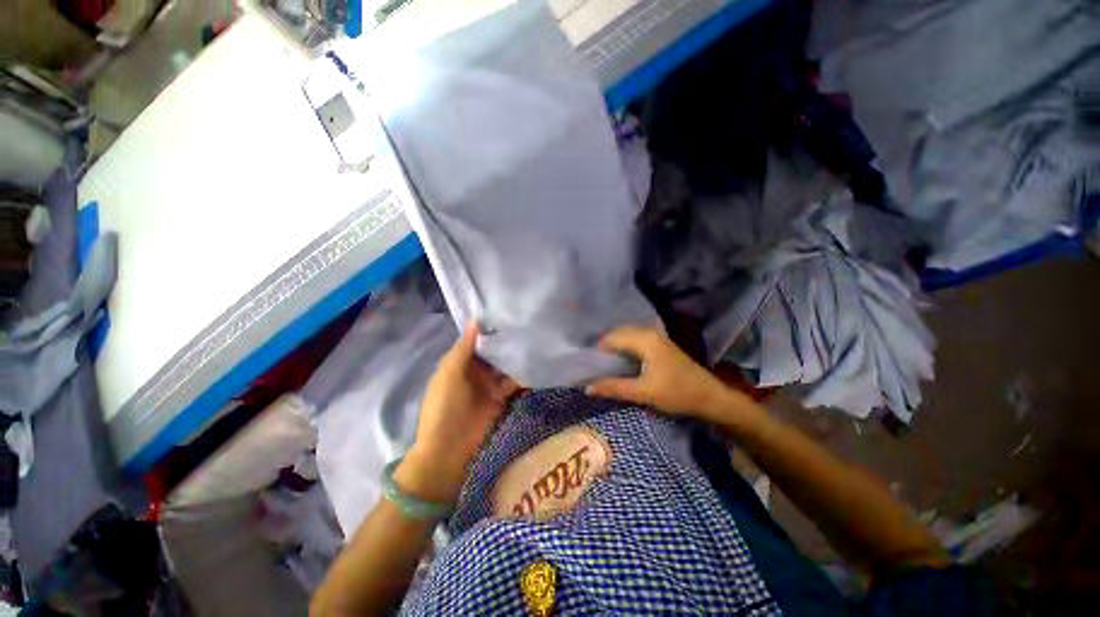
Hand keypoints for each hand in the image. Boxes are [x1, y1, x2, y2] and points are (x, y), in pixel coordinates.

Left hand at [398, 322, 519, 503]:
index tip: (508, 312)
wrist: (449, 449)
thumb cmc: (444, 406)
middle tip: (528, 322)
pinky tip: (537, 363)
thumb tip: (476, 319)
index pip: (477, 340)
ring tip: (536, 338)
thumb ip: (463, 348)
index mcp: (459, 362)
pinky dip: (523, 375)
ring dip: (517, 355)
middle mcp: (476, 370)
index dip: (489, 328)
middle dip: (507, 340)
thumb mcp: (449, 373)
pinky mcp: (501, 397)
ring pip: (505, 365)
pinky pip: (514, 382)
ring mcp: (489, 384)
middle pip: (494, 351)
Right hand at [585, 326, 749, 421]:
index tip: (589, 364)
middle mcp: (649, 332)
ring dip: (615, 347)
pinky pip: (635, 340)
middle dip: (606, 347)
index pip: (612, 338)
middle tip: (595, 365)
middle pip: (619, 334)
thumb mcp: (643, 392)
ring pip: (627, 336)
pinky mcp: (660, 344)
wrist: (710, 397)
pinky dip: (625, 348)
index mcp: (644, 340)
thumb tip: (587, 387)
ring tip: (606, 364)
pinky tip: (622, 361)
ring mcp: (656, 337)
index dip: (598, 350)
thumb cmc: (677, 393)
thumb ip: (614, 388)